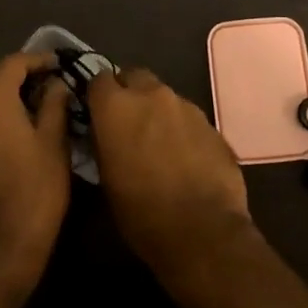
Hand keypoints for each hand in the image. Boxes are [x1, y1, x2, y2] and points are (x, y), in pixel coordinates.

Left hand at [0, 53, 70, 289]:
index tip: (58, 66)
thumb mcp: (54, 147)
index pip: (14, 62)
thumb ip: (54, 106)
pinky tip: (2, 133)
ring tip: (23, 109)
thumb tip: (55, 84)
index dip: (38, 61)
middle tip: (40, 86)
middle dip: (12, 73)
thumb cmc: (30, 195)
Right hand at [87, 67, 252, 281]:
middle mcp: (151, 94)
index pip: (99, 79)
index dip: (97, 95)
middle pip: (134, 77)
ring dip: (156, 111)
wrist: (203, 230)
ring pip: (163, 96)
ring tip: (158, 143)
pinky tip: (184, 156)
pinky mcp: (210, 122)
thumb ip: (103, 143)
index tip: (97, 113)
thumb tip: (104, 132)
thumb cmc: (142, 213)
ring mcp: (185, 105)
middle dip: (128, 93)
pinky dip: (181, 128)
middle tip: (127, 123)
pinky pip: (187, 116)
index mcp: (117, 106)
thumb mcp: (106, 180)